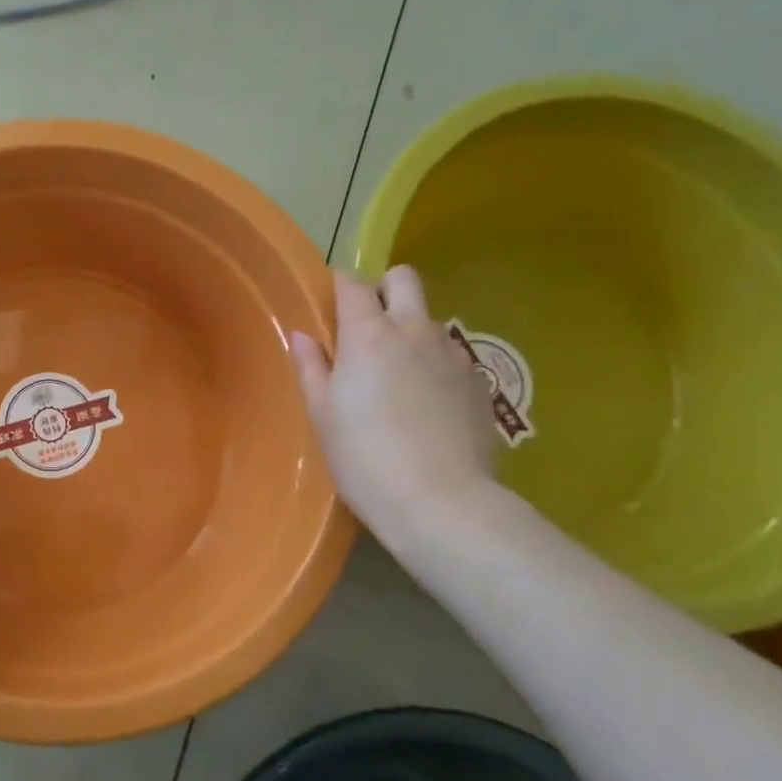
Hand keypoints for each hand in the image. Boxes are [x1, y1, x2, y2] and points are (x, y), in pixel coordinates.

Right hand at [290, 266, 496, 545]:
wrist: (441, 501)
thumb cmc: (363, 457)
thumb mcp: (322, 414)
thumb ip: (311, 367)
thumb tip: (303, 335)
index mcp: (368, 334)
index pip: (352, 284)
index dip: (337, 285)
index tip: (327, 301)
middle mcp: (414, 331)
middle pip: (403, 279)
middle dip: (383, 289)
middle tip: (365, 327)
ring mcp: (452, 355)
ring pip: (428, 320)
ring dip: (409, 331)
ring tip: (395, 377)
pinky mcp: (478, 383)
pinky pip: (450, 356)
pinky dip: (433, 365)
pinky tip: (424, 405)